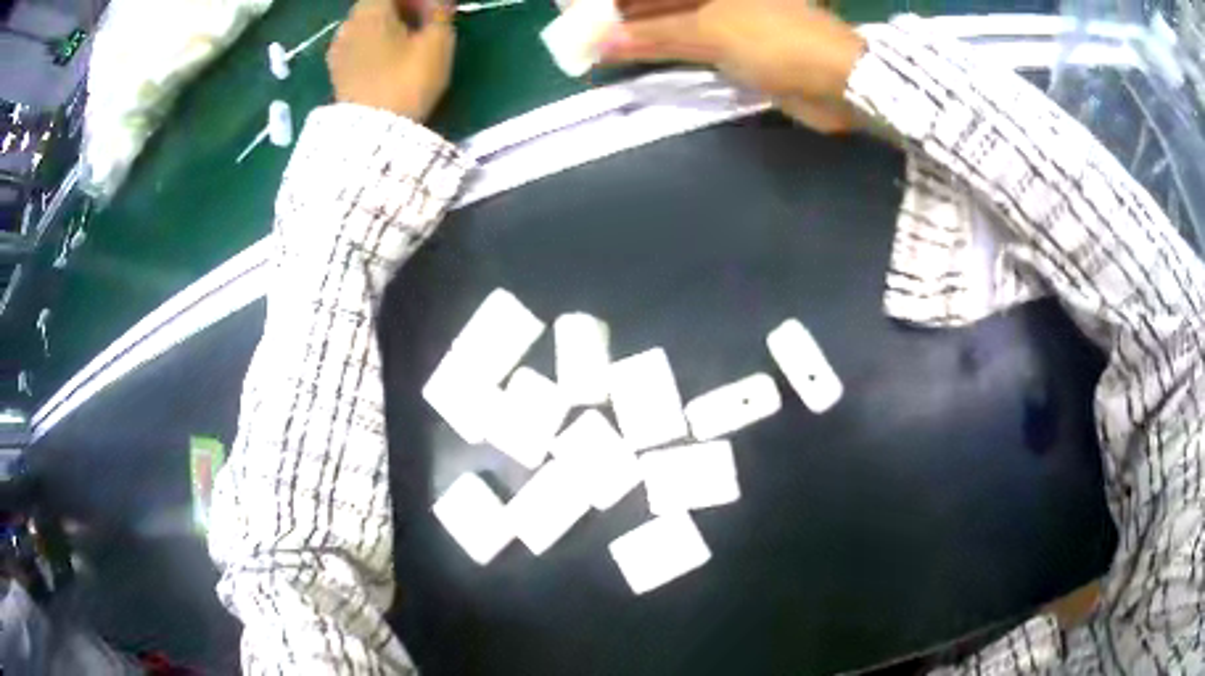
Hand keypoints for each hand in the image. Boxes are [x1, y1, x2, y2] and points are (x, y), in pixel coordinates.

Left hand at [328, 0, 455, 120]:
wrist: (372, 135)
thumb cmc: (408, 80)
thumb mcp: (438, 42)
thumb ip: (440, 12)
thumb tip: (438, 1)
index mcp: (371, 9)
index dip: (418, 0)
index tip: (437, 11)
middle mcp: (348, 23)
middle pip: (378, 5)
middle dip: (404, 9)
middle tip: (427, 24)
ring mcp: (337, 48)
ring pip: (367, 25)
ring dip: (388, 27)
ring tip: (409, 44)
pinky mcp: (335, 72)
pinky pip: (358, 45)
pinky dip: (375, 44)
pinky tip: (389, 60)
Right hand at [601, 0, 864, 132]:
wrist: (838, 82)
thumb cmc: (778, 40)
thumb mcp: (711, 30)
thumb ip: (653, 34)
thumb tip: (600, 43)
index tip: (578, 6)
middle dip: (620, 10)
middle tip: (579, 27)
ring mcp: (726, 14)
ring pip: (668, 18)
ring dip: (633, 30)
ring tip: (592, 45)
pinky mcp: (732, 42)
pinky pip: (684, 40)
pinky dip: (657, 48)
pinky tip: (627, 56)